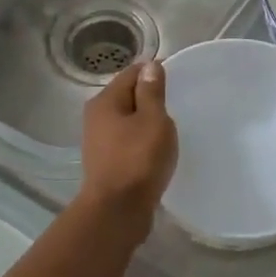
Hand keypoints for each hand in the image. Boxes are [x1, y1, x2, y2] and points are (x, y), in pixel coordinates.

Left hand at [78, 60, 177, 236]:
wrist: (117, 210)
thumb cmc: (138, 160)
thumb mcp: (153, 120)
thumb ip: (152, 92)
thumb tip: (150, 66)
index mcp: (105, 101)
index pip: (132, 73)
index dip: (154, 72)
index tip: (178, 81)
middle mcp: (96, 117)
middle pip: (127, 96)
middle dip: (150, 98)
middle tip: (178, 105)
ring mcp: (99, 141)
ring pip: (127, 120)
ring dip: (146, 122)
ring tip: (170, 129)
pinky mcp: (107, 162)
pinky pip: (128, 141)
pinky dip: (142, 140)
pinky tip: (157, 150)